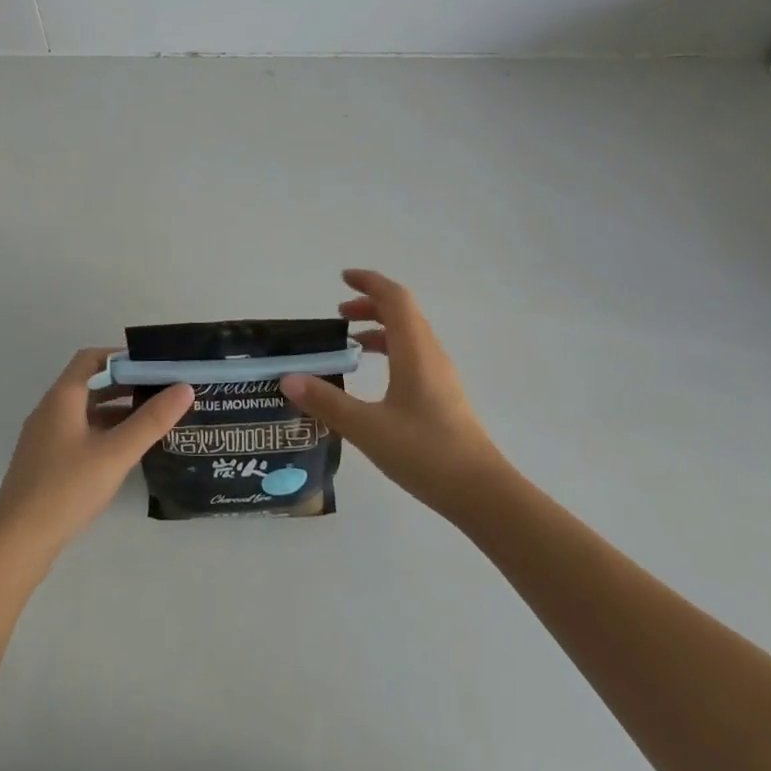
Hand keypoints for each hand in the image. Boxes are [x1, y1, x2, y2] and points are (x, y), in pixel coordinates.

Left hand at [0, 348, 194, 555]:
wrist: (16, 543)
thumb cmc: (66, 489)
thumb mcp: (115, 453)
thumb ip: (151, 420)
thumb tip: (185, 387)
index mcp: (62, 398)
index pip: (92, 358)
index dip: (123, 357)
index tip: (154, 366)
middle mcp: (51, 410)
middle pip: (91, 383)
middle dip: (126, 383)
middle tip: (162, 391)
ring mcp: (46, 437)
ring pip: (86, 411)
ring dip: (117, 409)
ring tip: (153, 419)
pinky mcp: (46, 462)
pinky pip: (80, 433)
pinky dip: (104, 431)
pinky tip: (126, 450)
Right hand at [280, 270, 505, 515]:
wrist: (481, 492)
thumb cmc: (425, 452)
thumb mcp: (367, 428)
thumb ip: (327, 403)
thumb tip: (289, 379)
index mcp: (415, 350)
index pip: (394, 298)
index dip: (369, 282)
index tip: (342, 278)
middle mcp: (431, 354)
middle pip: (403, 313)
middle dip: (370, 305)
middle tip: (338, 314)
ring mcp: (441, 376)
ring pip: (410, 336)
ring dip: (380, 329)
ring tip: (350, 345)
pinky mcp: (443, 396)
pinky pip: (414, 356)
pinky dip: (390, 351)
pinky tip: (374, 379)